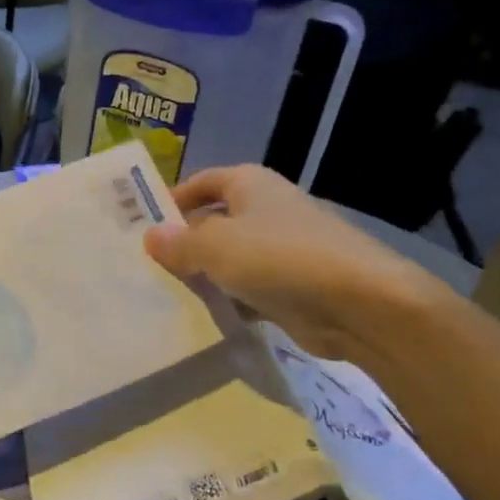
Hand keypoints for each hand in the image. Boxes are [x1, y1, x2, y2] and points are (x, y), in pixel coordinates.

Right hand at [143, 166, 450, 363]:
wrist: (359, 303)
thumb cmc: (279, 258)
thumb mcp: (216, 246)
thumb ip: (179, 243)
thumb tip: (150, 236)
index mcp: (249, 184)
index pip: (201, 182)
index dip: (172, 199)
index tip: (141, 224)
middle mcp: (266, 210)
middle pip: (214, 221)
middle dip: (183, 242)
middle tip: (145, 265)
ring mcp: (283, 248)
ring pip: (231, 258)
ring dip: (205, 275)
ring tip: (164, 294)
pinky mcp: (293, 286)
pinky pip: (249, 289)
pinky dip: (230, 300)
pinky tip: (205, 316)